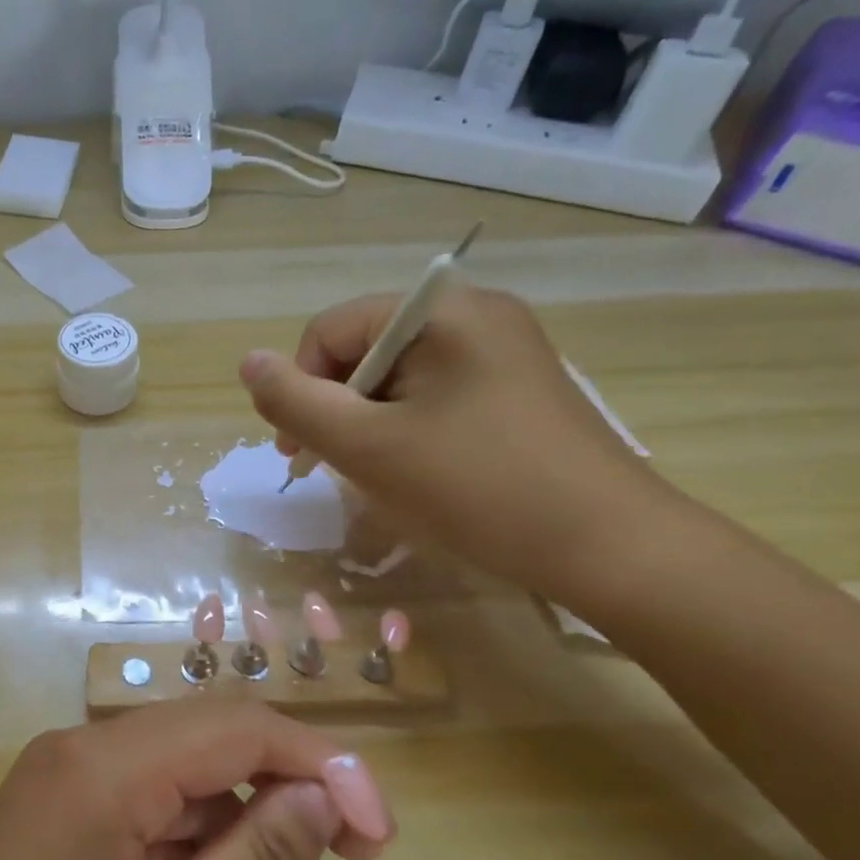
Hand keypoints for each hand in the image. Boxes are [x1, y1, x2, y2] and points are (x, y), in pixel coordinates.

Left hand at [0, 703, 392, 859]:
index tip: (382, 834)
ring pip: (185, 800)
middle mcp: (80, 756)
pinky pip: (149, 835)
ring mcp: (65, 794)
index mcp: (98, 768)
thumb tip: (322, 797)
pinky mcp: (60, 833)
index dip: (320, 764)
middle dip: (288, 807)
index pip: (234, 725)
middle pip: (210, 752)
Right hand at [240, 282, 665, 603]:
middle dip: (337, 408)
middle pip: (366, 349)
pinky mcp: (518, 388)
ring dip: (369, 423)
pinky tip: (419, 472)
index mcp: (442, 310)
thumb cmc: (478, 488)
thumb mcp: (368, 447)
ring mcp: (504, 351)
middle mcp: (477, 314)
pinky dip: (409, 429)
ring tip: (378, 476)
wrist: (610, 549)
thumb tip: (248, 362)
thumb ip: (296, 402)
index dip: (302, 386)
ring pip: (398, 377)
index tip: (298, 450)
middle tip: (334, 468)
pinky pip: (436, 394)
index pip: (332, 329)